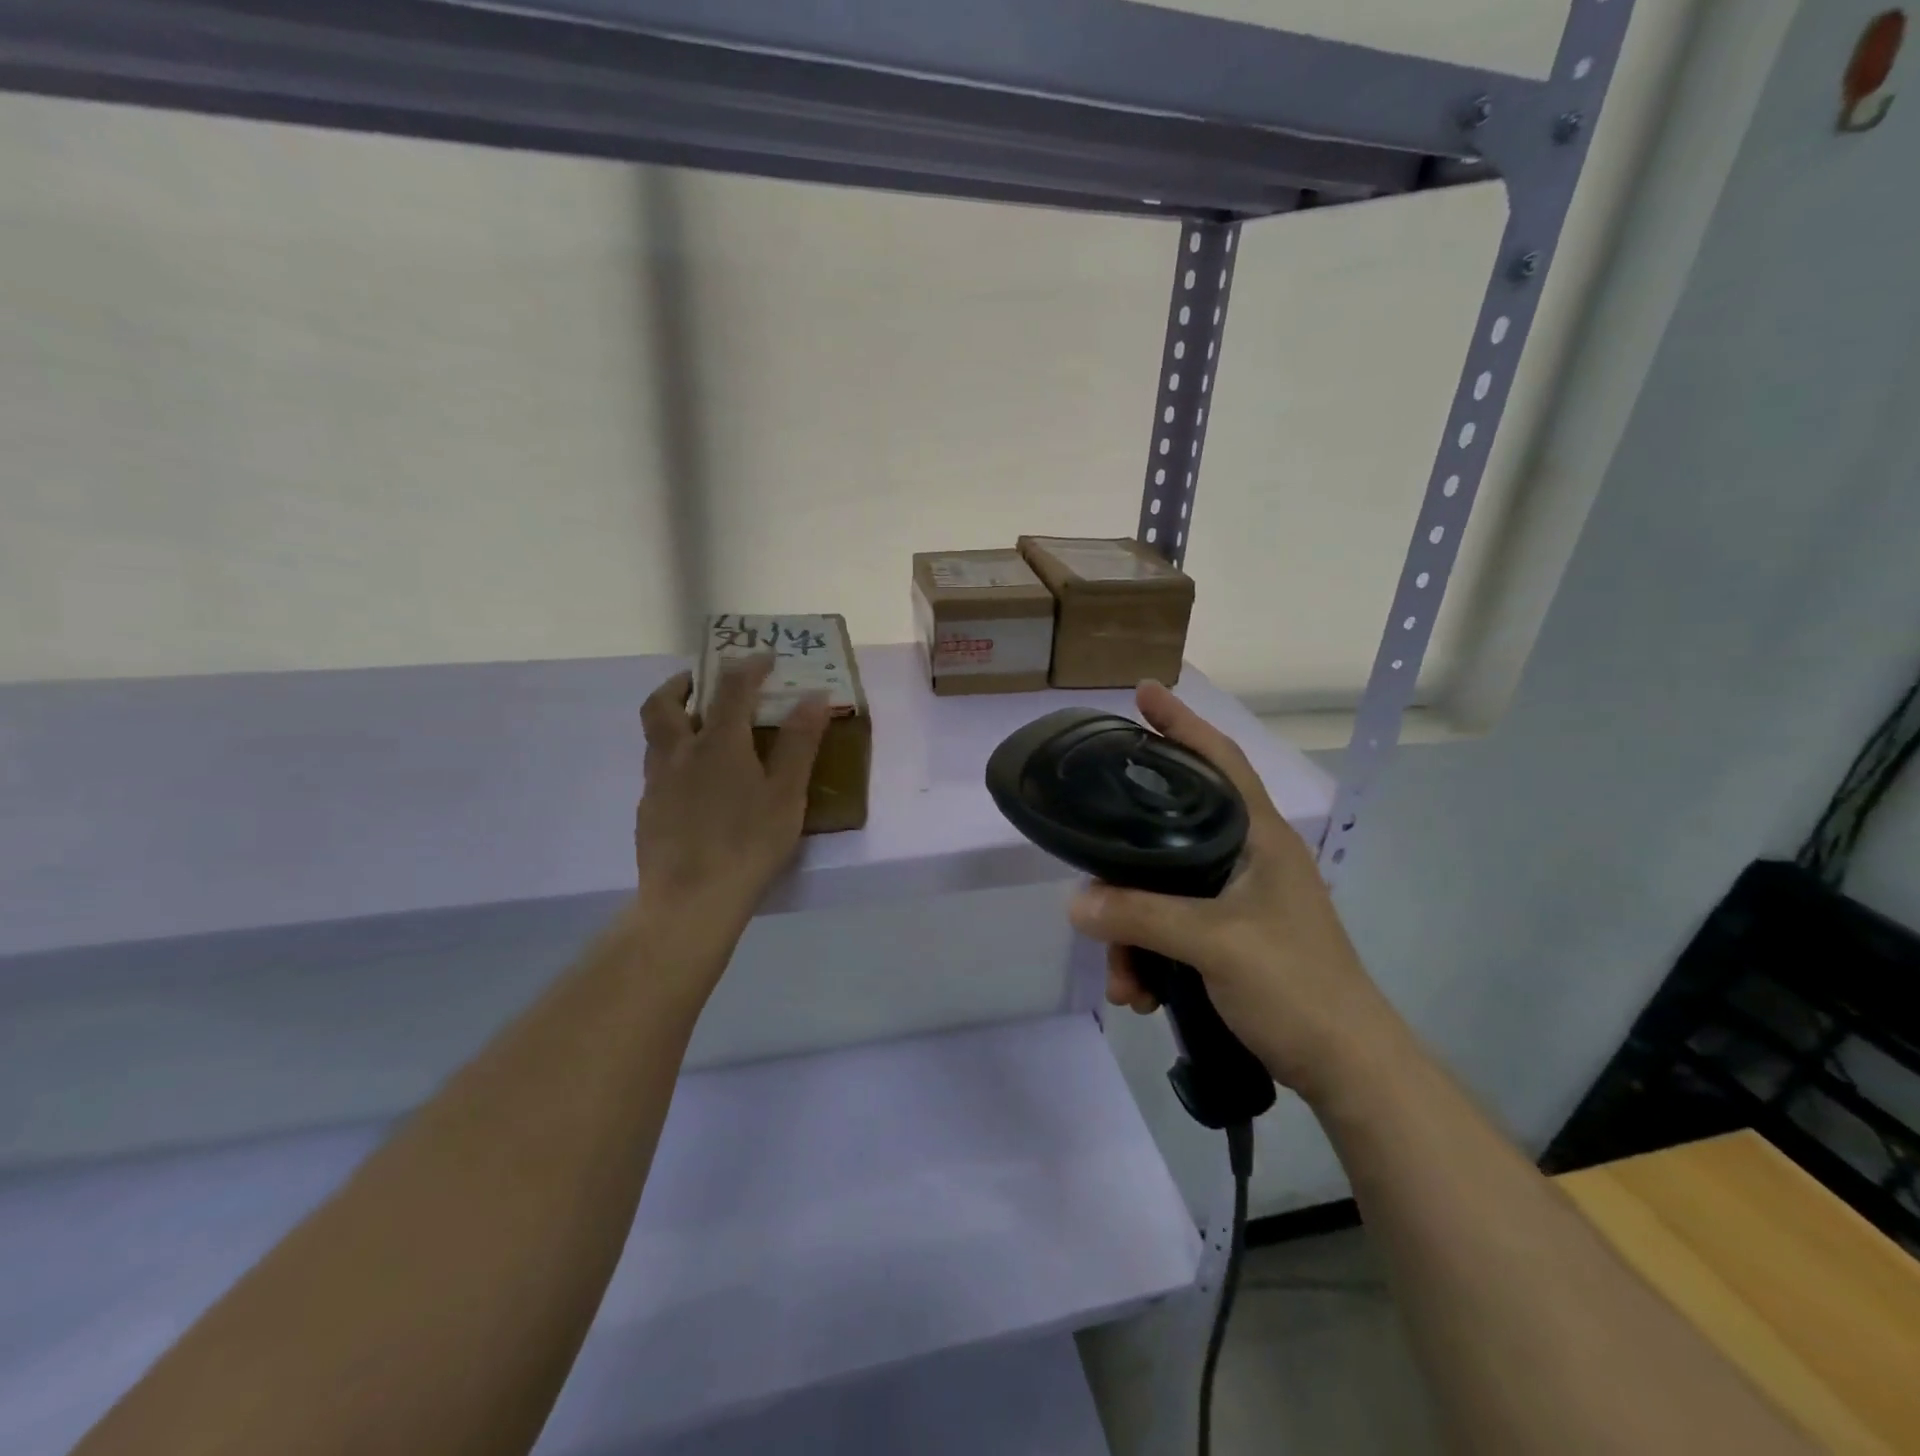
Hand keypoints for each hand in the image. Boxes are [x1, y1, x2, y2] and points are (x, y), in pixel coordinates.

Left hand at [633, 656, 829, 974]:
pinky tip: (695, 785)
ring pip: (655, 736)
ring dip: (674, 719)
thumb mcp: (786, 793)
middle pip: (664, 704)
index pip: (731, 688)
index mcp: (718, 743)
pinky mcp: (648, 812)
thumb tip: (814, 696)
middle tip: (702, 682)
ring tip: (701, 731)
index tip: (765, 658)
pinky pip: (657, 770)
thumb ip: (800, 743)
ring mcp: (657, 783)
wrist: (691, 900)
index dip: (749, 666)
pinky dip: (674, 758)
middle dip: (683, 684)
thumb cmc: (748, 843)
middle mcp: (679, 753)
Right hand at [1068, 682, 1402, 1104]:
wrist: (1347, 1067)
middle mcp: (1248, 858)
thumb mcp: (1213, 944)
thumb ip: (1141, 916)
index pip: (1218, 760)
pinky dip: (1149, 956)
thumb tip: (1076, 902)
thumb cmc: (1295, 986)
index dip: (1182, 723)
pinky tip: (1140, 994)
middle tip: (1090, 874)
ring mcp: (1239, 900)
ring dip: (1132, 934)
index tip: (1144, 693)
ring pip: (1162, 892)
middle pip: (1170, 834)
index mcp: (1259, 837)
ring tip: (1123, 981)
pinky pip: (1171, 929)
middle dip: (1124, 867)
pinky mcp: (1231, 937)